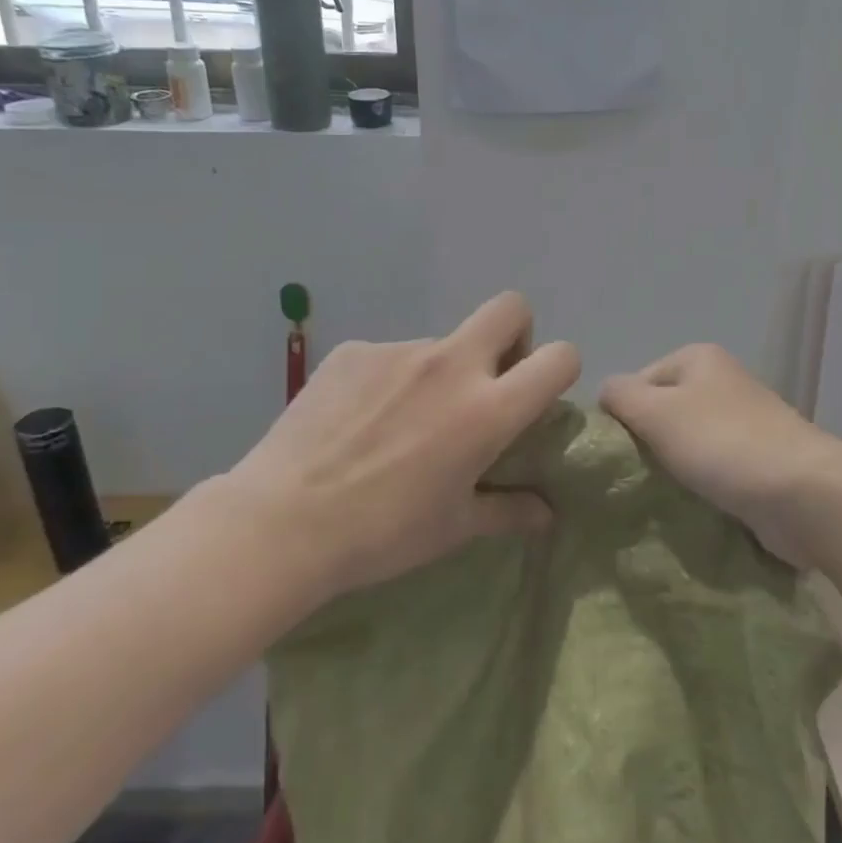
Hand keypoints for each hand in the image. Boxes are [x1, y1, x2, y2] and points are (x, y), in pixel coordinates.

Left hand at [227, 292, 579, 598]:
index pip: (558, 357)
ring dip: (441, 373)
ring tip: (400, 426)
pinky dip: (390, 382)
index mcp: (487, 409)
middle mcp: (451, 365)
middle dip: (515, 334)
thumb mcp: (455, 528)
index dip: (560, 369)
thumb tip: (546, 513)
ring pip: (442, 343)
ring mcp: (398, 351)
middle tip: (488, 380)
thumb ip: (509, 511)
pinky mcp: (354, 351)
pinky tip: (359, 422)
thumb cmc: (382, 533)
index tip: (536, 397)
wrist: (281, 523)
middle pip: (510, 308)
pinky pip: (390, 357)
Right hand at [600, 344, 841, 566]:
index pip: (637, 382)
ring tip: (658, 498)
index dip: (622, 417)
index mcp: (698, 358)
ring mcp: (744, 422)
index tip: (618, 455)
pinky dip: (699, 488)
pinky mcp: (758, 461)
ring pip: (686, 445)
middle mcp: (722, 382)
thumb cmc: (723, 443)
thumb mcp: (656, 411)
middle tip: (633, 480)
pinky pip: (713, 471)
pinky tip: (689, 508)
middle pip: (662, 413)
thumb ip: (619, 395)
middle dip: (647, 446)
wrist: (805, 495)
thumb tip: (606, 396)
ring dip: (671, 471)